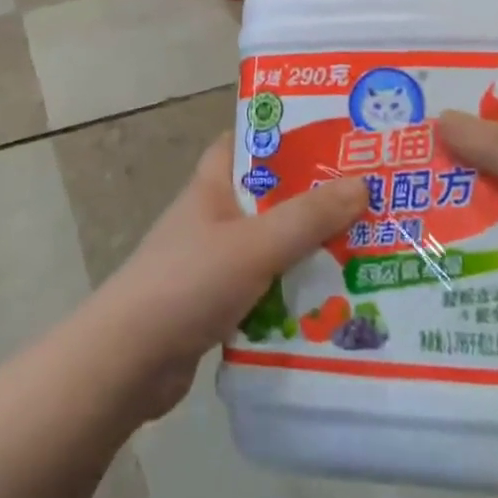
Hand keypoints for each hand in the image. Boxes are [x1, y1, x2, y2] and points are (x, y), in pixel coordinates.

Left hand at [94, 133, 367, 420]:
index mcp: (213, 186)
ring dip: (310, 250)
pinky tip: (335, 302)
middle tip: (369, 197)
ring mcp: (215, 262)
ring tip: (367, 248)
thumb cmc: (189, 283)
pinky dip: (294, 291)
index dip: (285, 135)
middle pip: (270, 196)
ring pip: (273, 245)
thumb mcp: (255, 244)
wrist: (128, 363)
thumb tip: (363, 184)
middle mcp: (214, 217)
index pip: (247, 142)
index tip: (332, 135)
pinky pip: (267, 287)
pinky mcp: (219, 303)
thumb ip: (308, 217)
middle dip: (314, 198)